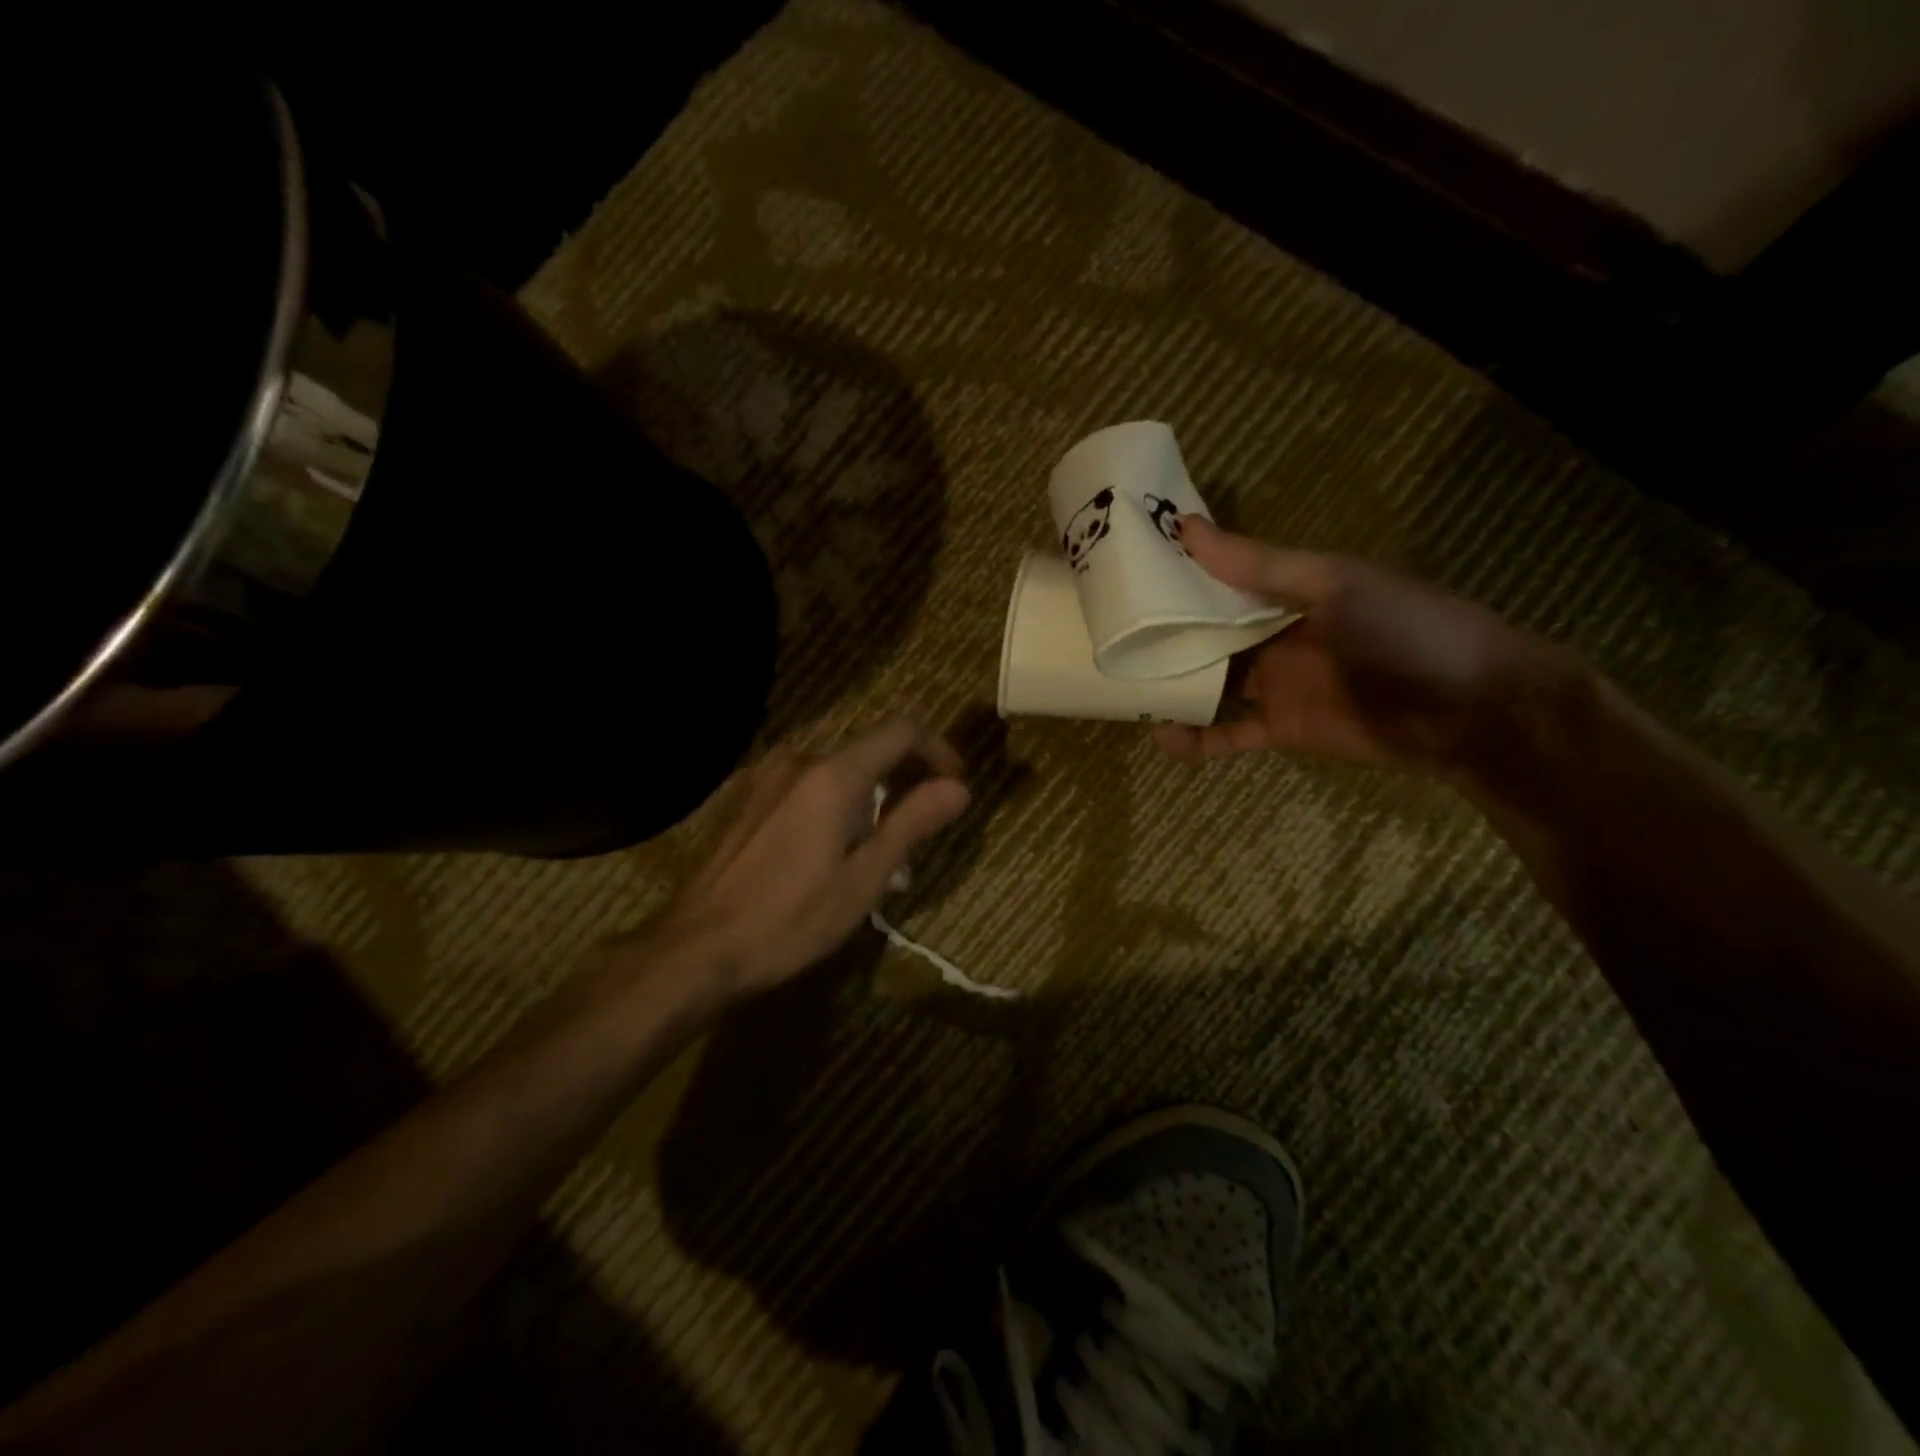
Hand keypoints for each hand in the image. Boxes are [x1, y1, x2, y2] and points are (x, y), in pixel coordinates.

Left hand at [657, 720, 970, 995]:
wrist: (695, 948)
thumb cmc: (789, 920)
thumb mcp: (863, 880)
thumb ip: (912, 824)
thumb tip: (959, 788)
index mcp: (833, 775)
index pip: (902, 731)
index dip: (938, 750)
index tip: (954, 785)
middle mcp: (798, 760)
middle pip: (868, 753)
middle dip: (902, 784)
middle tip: (916, 837)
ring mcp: (764, 776)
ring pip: (835, 774)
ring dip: (866, 802)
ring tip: (873, 860)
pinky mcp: (744, 797)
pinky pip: (803, 788)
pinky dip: (830, 807)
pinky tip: (826, 856)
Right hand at [1154, 516, 1584, 775]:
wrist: (1474, 710)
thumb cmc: (1406, 630)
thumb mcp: (1333, 585)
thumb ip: (1259, 565)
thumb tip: (1185, 528)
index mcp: (1288, 592)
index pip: (1219, 582)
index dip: (1176, 578)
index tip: (1125, 575)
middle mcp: (1276, 636)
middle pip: (1208, 636)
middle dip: (1165, 638)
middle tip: (1108, 639)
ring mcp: (1278, 685)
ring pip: (1211, 686)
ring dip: (1172, 689)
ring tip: (1122, 690)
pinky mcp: (1283, 729)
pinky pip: (1229, 735)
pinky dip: (1197, 740)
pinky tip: (1161, 739)